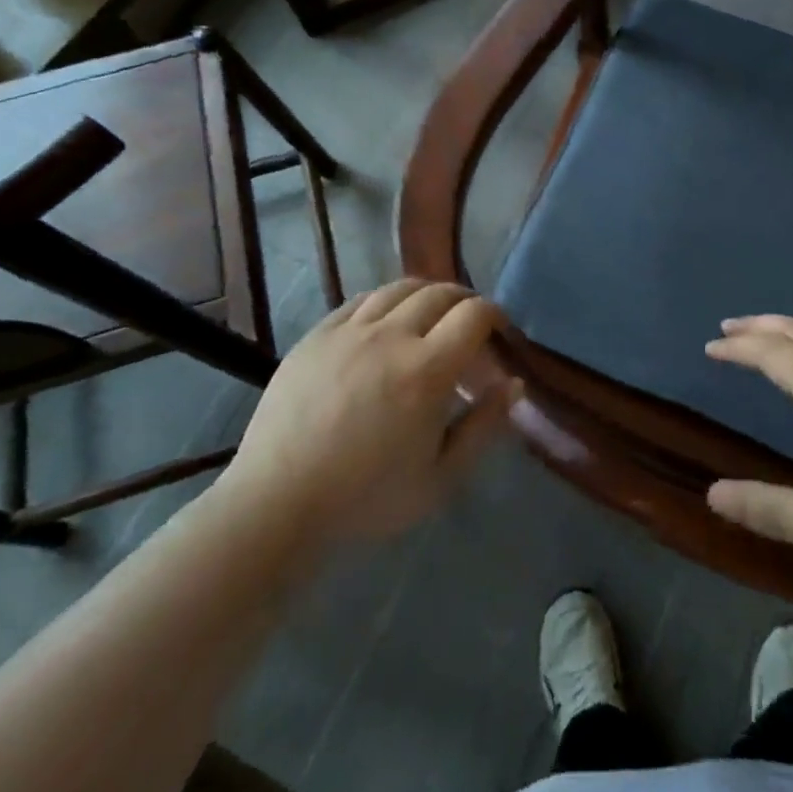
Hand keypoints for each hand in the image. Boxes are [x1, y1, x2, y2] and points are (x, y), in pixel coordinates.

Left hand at [212, 280, 518, 548]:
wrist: (278, 503)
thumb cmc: (366, 498)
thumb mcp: (440, 478)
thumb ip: (484, 427)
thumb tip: (514, 383)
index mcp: (427, 370)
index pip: (474, 315)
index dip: (495, 315)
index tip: (499, 333)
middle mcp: (392, 336)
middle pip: (440, 293)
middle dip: (465, 301)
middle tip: (470, 324)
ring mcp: (350, 331)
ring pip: (400, 288)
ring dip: (427, 294)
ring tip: (431, 315)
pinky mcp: (318, 335)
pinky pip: (360, 300)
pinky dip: (385, 301)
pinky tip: (386, 320)